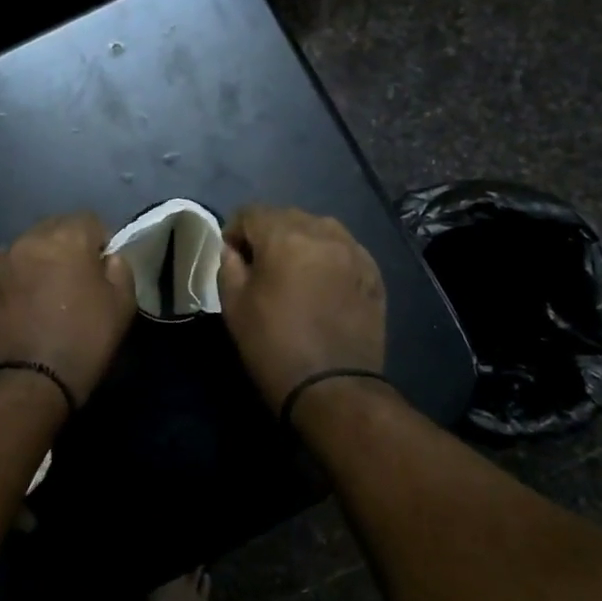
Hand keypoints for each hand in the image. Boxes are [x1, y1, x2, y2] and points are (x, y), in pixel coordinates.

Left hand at [0, 213, 136, 406]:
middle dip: (68, 246)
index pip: (90, 220)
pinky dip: (20, 277)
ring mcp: (2, 260)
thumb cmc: (84, 340)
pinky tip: (27, 305)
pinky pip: (10, 268)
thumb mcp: (123, 303)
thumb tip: (106, 258)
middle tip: (76, 279)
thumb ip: (119, 268)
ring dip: (42, 259)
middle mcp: (30, 239)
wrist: (30, 381)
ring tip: (48, 292)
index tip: (102, 269)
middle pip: (56, 228)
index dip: (100, 242)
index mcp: (67, 238)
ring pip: (30, 246)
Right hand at [217, 205, 385, 410]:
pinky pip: (343, 250)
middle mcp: (324, 233)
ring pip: (319, 229)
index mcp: (285, 237)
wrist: (332, 388)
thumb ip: (228, 266)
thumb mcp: (234, 306)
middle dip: (269, 234)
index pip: (252, 213)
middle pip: (287, 217)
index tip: (232, 258)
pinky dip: (327, 258)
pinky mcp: (373, 273)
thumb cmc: (273, 346)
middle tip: (260, 268)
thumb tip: (233, 250)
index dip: (235, 231)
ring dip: (301, 243)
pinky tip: (321, 286)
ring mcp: (354, 251)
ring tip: (293, 274)